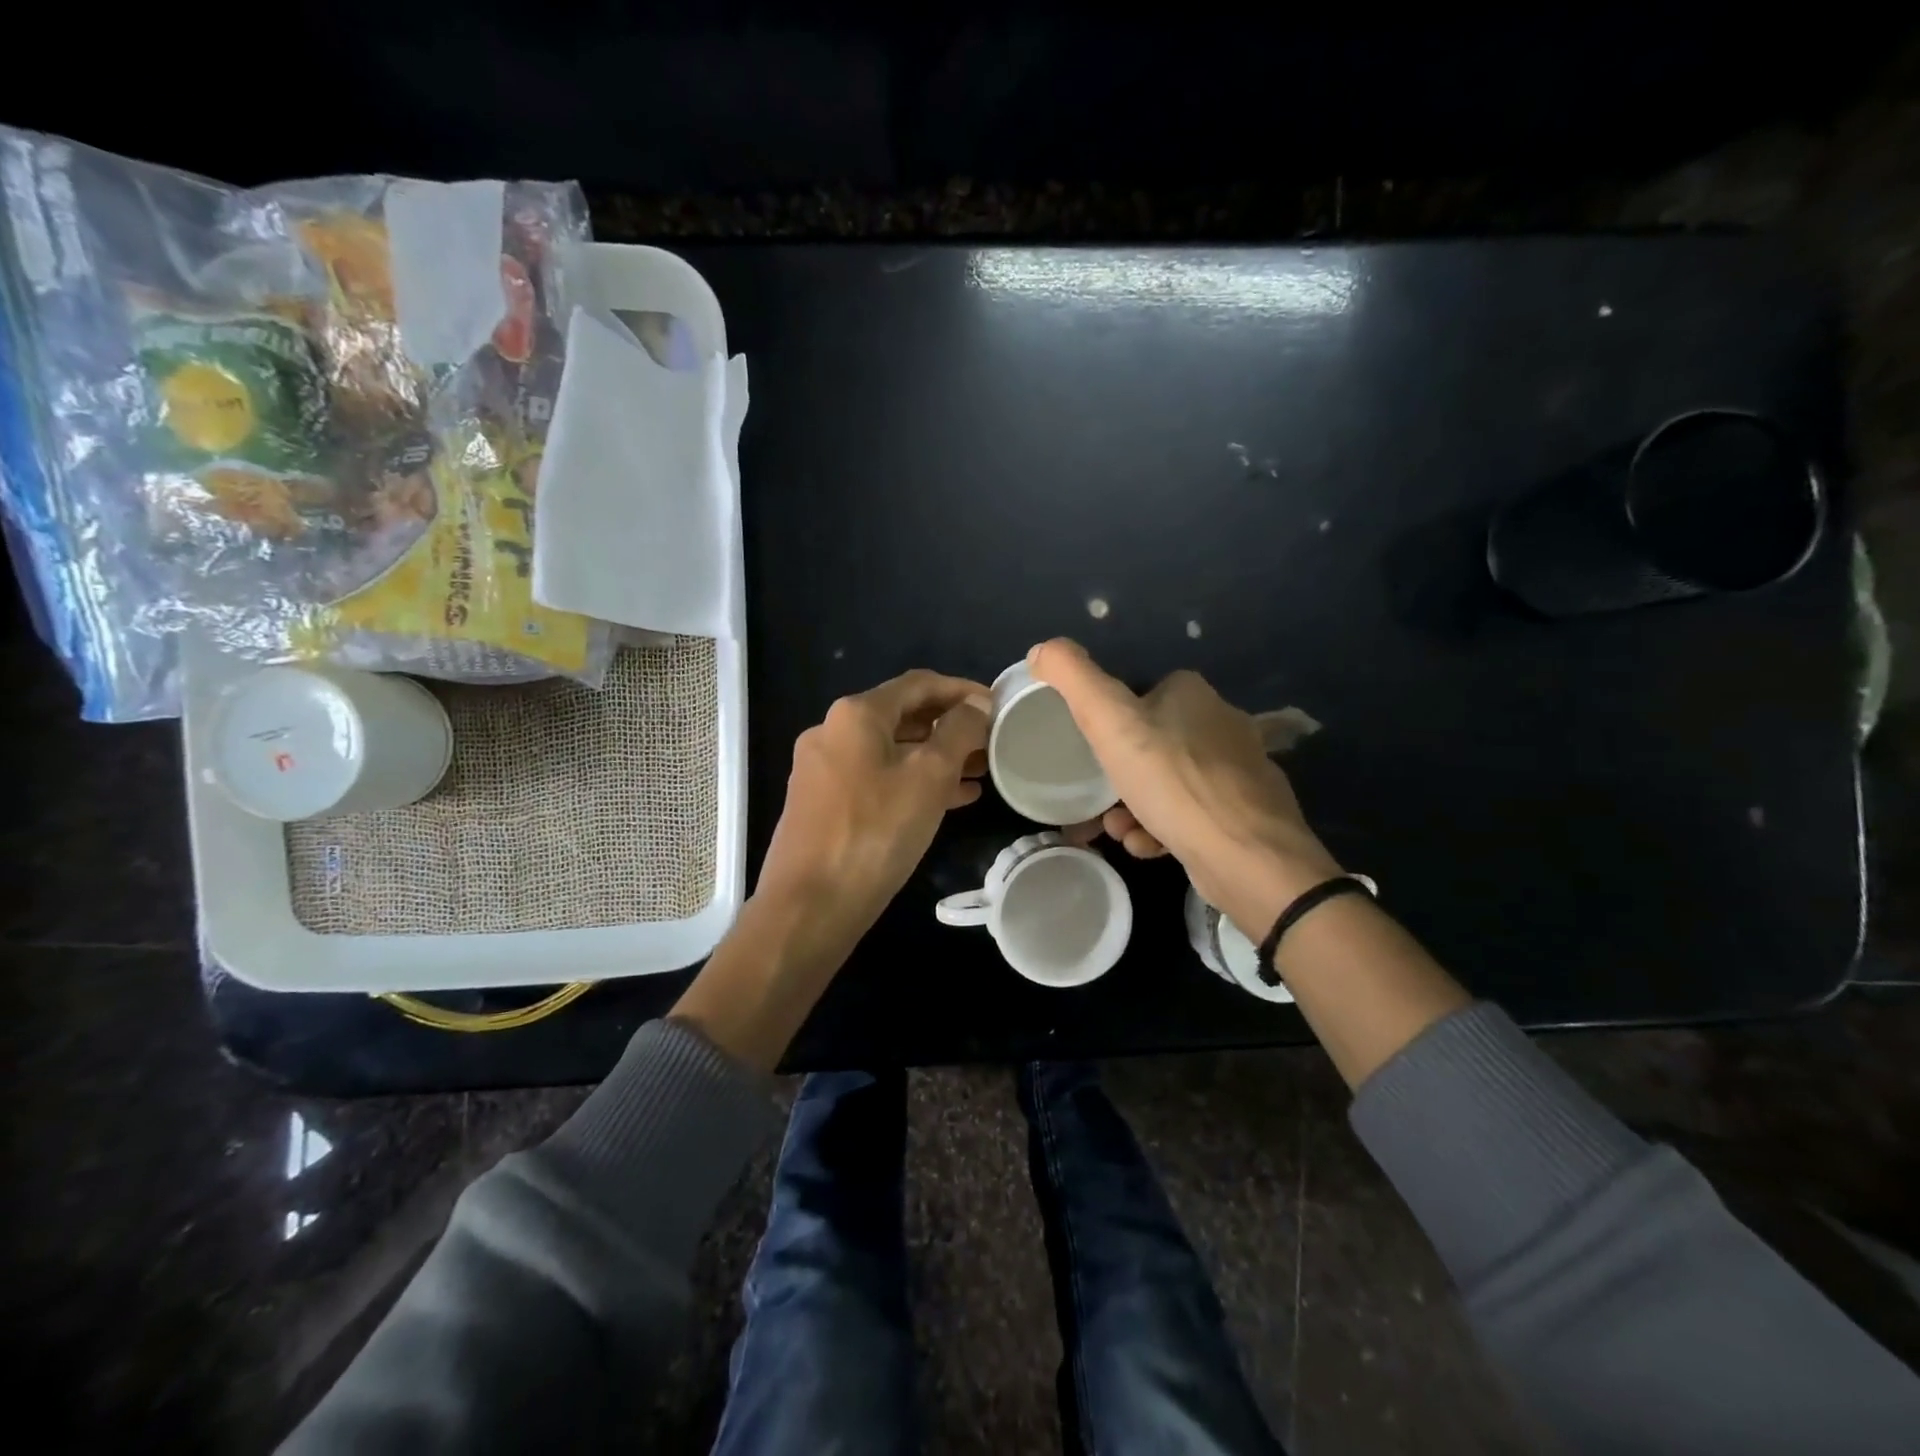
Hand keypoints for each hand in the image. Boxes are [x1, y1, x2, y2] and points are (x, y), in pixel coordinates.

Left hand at [757, 669, 991, 941]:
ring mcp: (823, 769)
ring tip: (980, 773)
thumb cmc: (876, 831)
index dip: (962, 690)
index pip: (919, 684)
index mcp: (856, 714)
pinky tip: (950, 799)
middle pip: (903, 716)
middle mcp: (832, 732)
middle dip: (950, 727)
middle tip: (992, 743)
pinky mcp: (823, 803)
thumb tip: (976, 706)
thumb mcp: (929, 776)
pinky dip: (912, 781)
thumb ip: (958, 732)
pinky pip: (877, 779)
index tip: (997, 705)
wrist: (810, 905)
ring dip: (935, 757)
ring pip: (891, 751)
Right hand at [1031, 639, 1341, 938]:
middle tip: (1098, 805)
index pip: (1138, 696)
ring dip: (1134, 807)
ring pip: (1168, 783)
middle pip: (1150, 744)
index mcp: (1192, 693)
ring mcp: (1238, 770)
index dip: (1108, 725)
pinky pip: (1190, 813)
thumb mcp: (1109, 721)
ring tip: (1121, 831)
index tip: (1090, 756)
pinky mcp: (1246, 812)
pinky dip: (1164, 829)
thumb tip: (1041, 649)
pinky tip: (1151, 847)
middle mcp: (1221, 723)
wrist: (1245, 856)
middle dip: (1118, 777)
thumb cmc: (1172, 781)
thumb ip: (1073, 679)